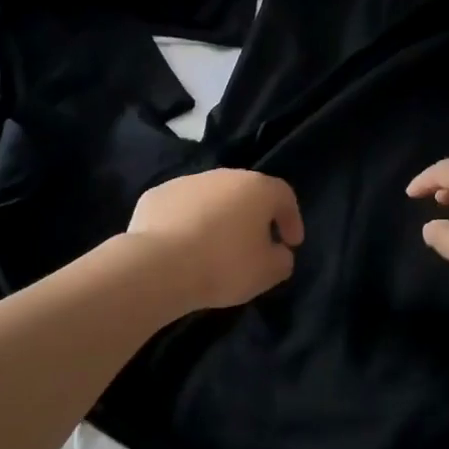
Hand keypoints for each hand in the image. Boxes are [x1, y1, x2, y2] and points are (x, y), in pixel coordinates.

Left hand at [127, 169, 302, 312]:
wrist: (158, 266)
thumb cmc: (223, 265)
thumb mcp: (267, 272)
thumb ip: (282, 259)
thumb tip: (278, 252)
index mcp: (256, 188)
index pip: (284, 196)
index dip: (292, 219)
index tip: (290, 244)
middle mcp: (222, 176)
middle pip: (246, 192)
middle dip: (253, 216)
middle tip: (254, 244)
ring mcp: (186, 182)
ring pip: (211, 198)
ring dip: (218, 217)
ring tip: (214, 247)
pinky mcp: (156, 195)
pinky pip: (181, 208)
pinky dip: (187, 222)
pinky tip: (182, 247)